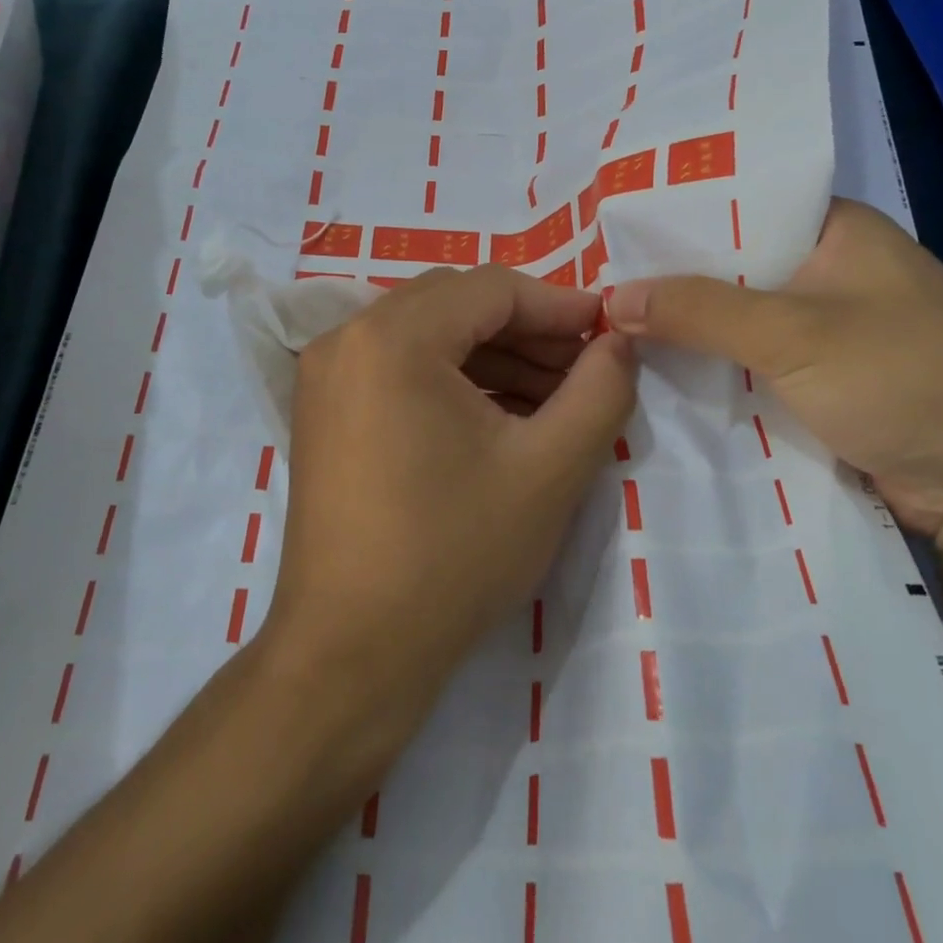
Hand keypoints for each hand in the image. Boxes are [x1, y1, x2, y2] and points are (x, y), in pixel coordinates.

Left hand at [264, 265, 636, 753]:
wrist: (350, 653)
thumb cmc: (453, 554)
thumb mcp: (549, 470)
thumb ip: (600, 391)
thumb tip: (619, 343)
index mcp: (393, 336)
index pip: (492, 289)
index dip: (559, 306)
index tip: (608, 333)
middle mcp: (347, 338)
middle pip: (456, 304)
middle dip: (527, 332)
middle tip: (583, 370)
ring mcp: (326, 376)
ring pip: (428, 336)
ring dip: (493, 357)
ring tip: (553, 400)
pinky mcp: (324, 412)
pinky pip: (399, 369)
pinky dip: (453, 381)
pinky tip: (500, 419)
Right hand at [606, 198, 942, 535]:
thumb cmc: (908, 378)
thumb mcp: (795, 332)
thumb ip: (699, 310)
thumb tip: (611, 298)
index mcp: (833, 230)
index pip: (733, 207)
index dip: (670, 222)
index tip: (601, 237)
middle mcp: (826, 272)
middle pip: (728, 270)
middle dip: (667, 285)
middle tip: (585, 290)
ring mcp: (823, 333)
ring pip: (733, 324)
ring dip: (683, 335)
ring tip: (600, 331)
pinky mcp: (819, 386)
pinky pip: (747, 368)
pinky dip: (708, 373)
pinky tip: (650, 377)